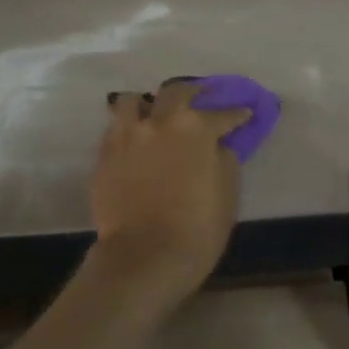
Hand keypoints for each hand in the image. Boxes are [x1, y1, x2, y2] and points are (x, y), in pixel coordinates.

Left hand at [89, 79, 250, 301]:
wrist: (145, 256)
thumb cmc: (197, 228)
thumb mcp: (228, 194)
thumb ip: (225, 160)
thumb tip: (218, 146)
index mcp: (196, 128)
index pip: (222, 114)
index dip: (236, 114)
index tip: (244, 113)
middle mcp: (159, 122)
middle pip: (176, 92)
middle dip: (193, 92)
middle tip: (201, 96)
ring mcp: (126, 136)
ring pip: (132, 101)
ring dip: (147, 103)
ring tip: (153, 112)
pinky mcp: (104, 156)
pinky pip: (114, 129)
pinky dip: (127, 128)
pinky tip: (134, 139)